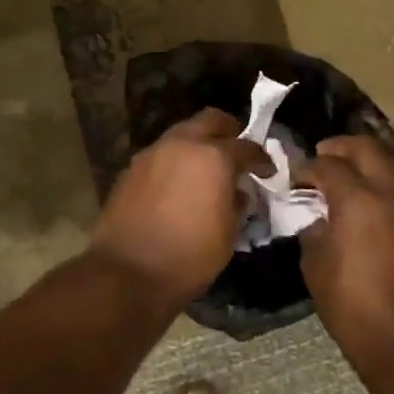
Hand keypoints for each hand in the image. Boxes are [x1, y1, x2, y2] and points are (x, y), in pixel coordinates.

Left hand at [92, 109, 270, 309]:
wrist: (127, 273)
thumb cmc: (189, 257)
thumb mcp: (228, 234)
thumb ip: (236, 204)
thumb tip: (237, 192)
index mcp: (213, 157)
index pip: (245, 146)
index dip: (261, 158)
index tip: (267, 170)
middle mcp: (182, 144)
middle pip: (210, 120)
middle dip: (227, 131)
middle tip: (236, 150)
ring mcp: (152, 153)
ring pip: (181, 134)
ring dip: (197, 145)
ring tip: (205, 169)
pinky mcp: (130, 169)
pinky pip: (161, 155)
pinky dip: (175, 162)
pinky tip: (178, 185)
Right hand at [296, 136, 393, 372]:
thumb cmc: (355, 309)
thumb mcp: (316, 269)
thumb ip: (313, 233)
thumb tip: (317, 219)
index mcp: (358, 200)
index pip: (328, 166)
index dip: (307, 167)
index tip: (295, 178)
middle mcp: (390, 194)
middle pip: (367, 148)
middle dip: (340, 147)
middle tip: (322, 156)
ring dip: (370, 160)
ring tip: (352, 171)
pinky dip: (388, 182)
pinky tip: (374, 201)